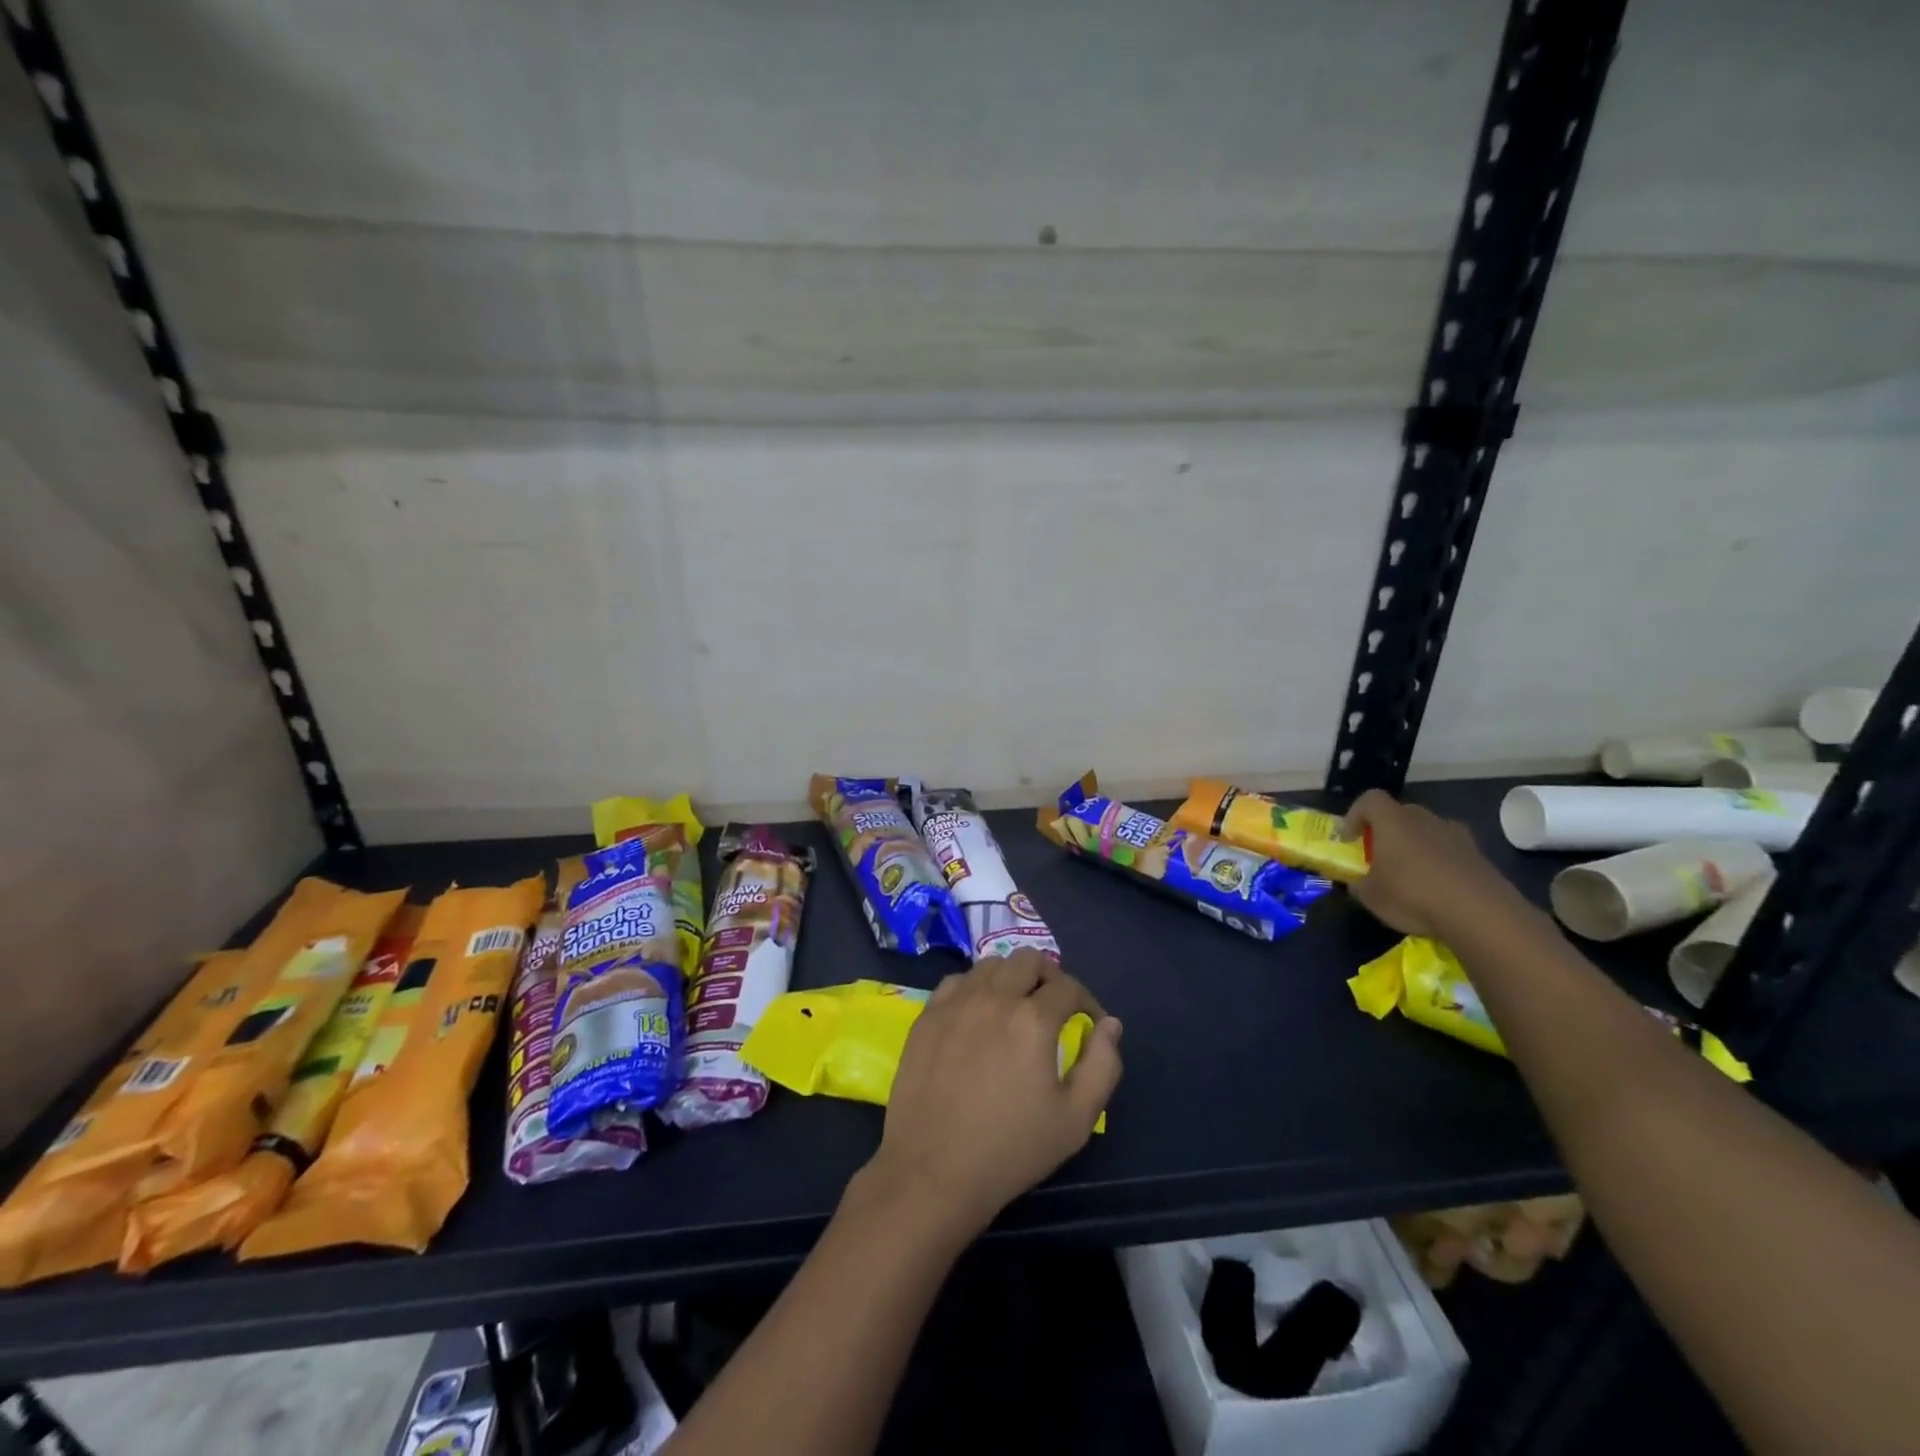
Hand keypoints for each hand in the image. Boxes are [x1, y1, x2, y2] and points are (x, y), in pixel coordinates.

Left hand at [861, 951, 1122, 1241]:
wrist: (933, 1171)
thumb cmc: (1011, 1149)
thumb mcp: (1076, 1119)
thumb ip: (1102, 1065)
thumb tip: (1110, 1025)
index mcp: (1033, 1019)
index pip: (1068, 986)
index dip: (1086, 1001)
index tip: (1089, 1024)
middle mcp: (994, 998)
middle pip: (1028, 960)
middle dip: (1050, 977)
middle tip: (1054, 1007)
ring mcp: (955, 1003)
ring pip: (991, 965)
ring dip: (1011, 978)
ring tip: (1016, 1007)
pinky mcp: (928, 1016)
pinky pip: (957, 981)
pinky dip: (975, 988)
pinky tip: (978, 1015)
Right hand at [1343, 789, 1527, 939]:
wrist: (1481, 914)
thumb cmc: (1412, 895)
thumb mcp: (1370, 896)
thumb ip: (1358, 884)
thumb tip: (1357, 883)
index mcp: (1393, 821)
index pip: (1369, 800)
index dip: (1356, 816)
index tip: (1351, 840)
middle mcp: (1424, 819)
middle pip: (1400, 813)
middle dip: (1387, 832)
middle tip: (1380, 857)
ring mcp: (1456, 835)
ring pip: (1428, 831)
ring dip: (1416, 846)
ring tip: (1411, 875)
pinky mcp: (1479, 855)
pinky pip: (1450, 851)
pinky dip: (1440, 863)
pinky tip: (1438, 890)